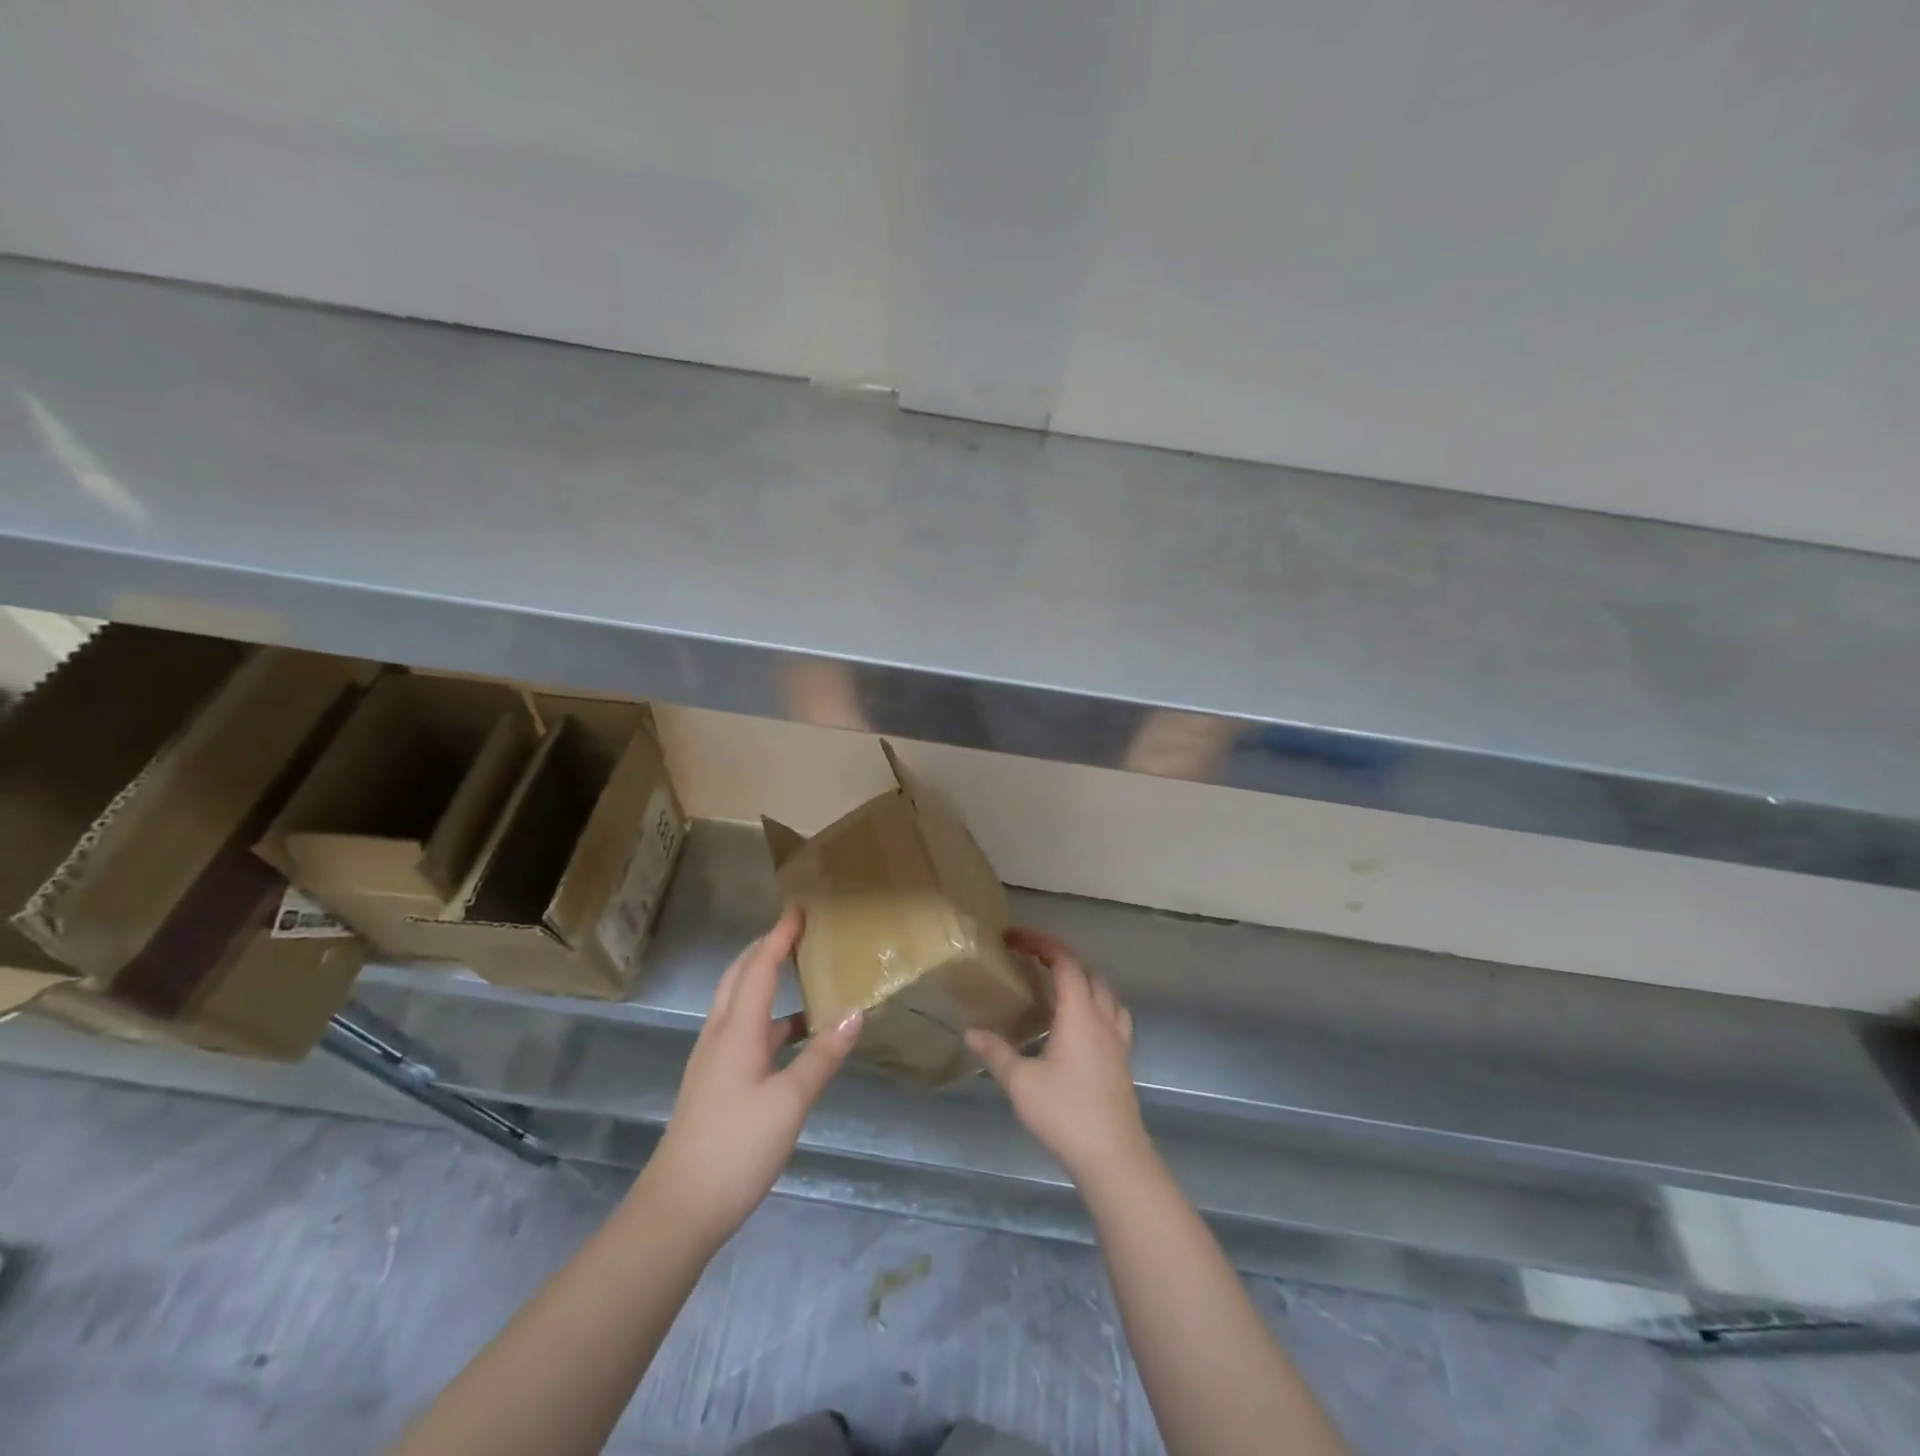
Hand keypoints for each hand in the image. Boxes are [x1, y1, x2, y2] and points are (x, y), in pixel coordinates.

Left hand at [642, 908, 862, 1241]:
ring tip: (801, 973)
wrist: (678, 1209)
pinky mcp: (715, 1081)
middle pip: (739, 976)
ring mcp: (714, 1059)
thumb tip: (855, 1013)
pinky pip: (742, 1029)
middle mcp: (720, 1035)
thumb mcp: (789, 1103)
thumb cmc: (736, 1148)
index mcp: (736, 1030)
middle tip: (796, 931)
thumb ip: (822, 1056)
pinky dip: (768, 1016)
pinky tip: (795, 1034)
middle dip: (765, 948)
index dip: (779, 936)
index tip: (798, 907)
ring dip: (764, 980)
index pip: (759, 967)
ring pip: (739, 1003)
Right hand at [966, 928, 1151, 1185]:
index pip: (1065, 962)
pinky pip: (1114, 1015)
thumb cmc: (1065, 1113)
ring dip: (1083, 978)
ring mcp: (1118, 1039)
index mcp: (1079, 1013)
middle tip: (1031, 958)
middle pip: (1088, 972)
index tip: (1016, 938)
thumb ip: (995, 1053)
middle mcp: (1102, 1018)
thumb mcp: (1020, 1082)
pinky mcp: (1123, 1060)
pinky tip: (1082, 1022)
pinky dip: (1097, 1002)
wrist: (1113, 1156)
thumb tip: (970, 1032)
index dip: (1042, 943)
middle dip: (1060, 957)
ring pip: (1106, 992)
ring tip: (1057, 984)